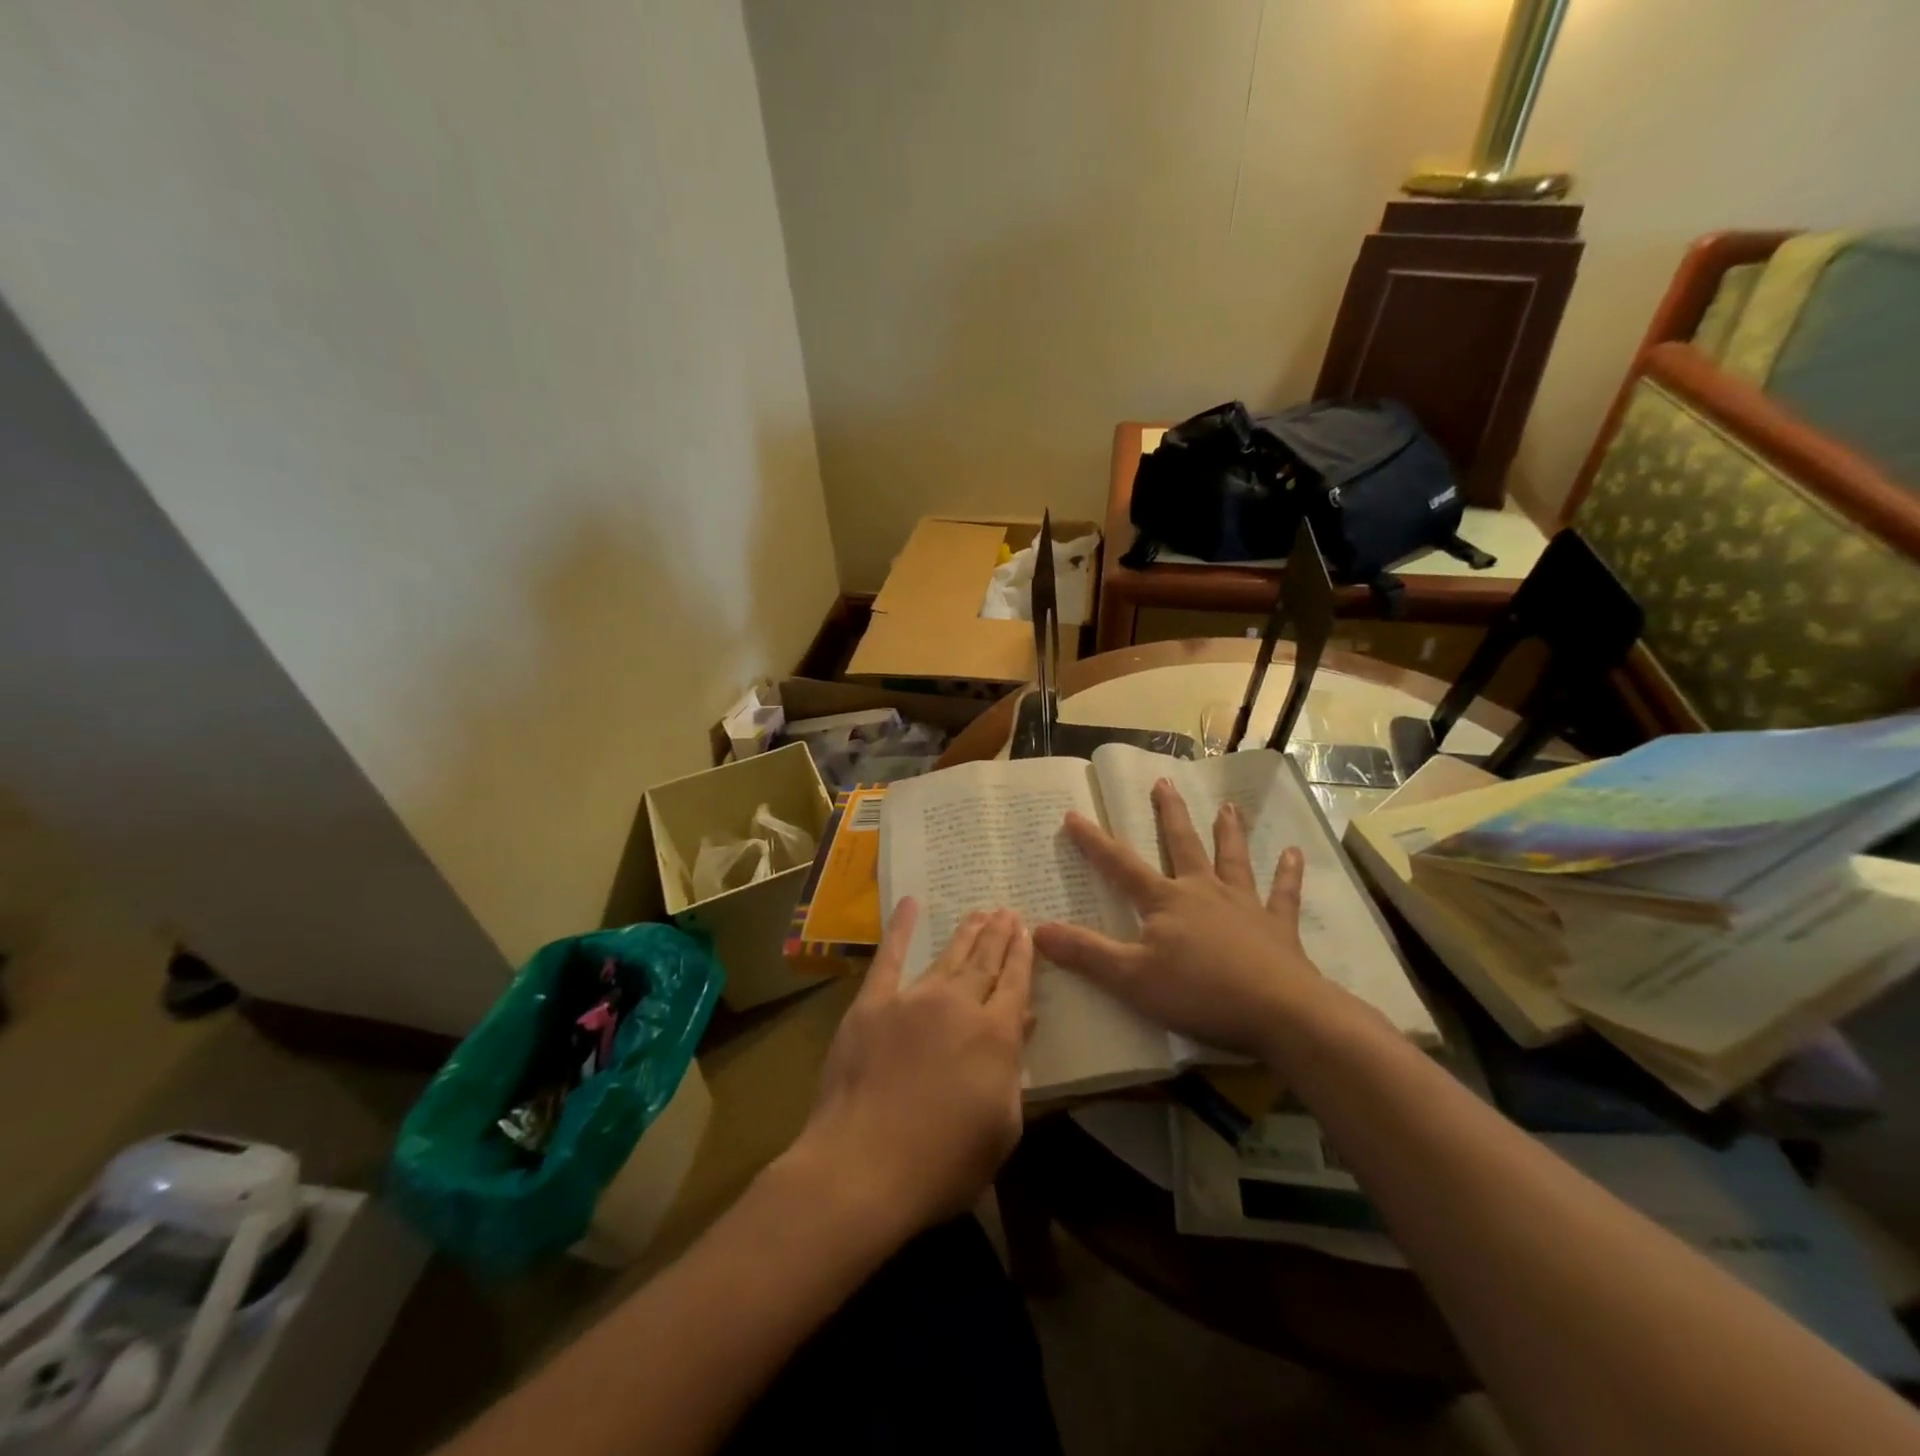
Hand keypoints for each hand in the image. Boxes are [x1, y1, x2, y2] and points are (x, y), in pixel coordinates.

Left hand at [789, 900, 1032, 1237]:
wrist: (863, 1166)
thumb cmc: (943, 1164)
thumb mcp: (1001, 1127)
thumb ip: (1013, 1069)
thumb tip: (1022, 1020)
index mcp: (995, 1035)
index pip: (1015, 983)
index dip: (1022, 955)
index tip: (1027, 930)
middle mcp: (958, 1005)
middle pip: (985, 961)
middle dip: (998, 935)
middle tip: (1007, 910)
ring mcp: (912, 999)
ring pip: (947, 956)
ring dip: (966, 932)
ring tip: (979, 912)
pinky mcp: (872, 1004)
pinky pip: (889, 957)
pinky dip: (901, 929)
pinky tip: (911, 904)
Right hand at [1033, 778, 1331, 1053]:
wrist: (1280, 1012)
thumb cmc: (1200, 993)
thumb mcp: (1131, 978)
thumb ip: (1086, 953)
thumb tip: (1037, 930)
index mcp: (1166, 901)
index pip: (1120, 865)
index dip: (1094, 842)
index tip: (1074, 815)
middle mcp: (1203, 891)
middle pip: (1182, 845)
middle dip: (1169, 814)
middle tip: (1164, 782)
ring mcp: (1244, 905)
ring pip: (1232, 859)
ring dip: (1228, 832)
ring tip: (1228, 806)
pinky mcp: (1278, 927)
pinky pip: (1283, 894)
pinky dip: (1288, 874)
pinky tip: (1293, 853)